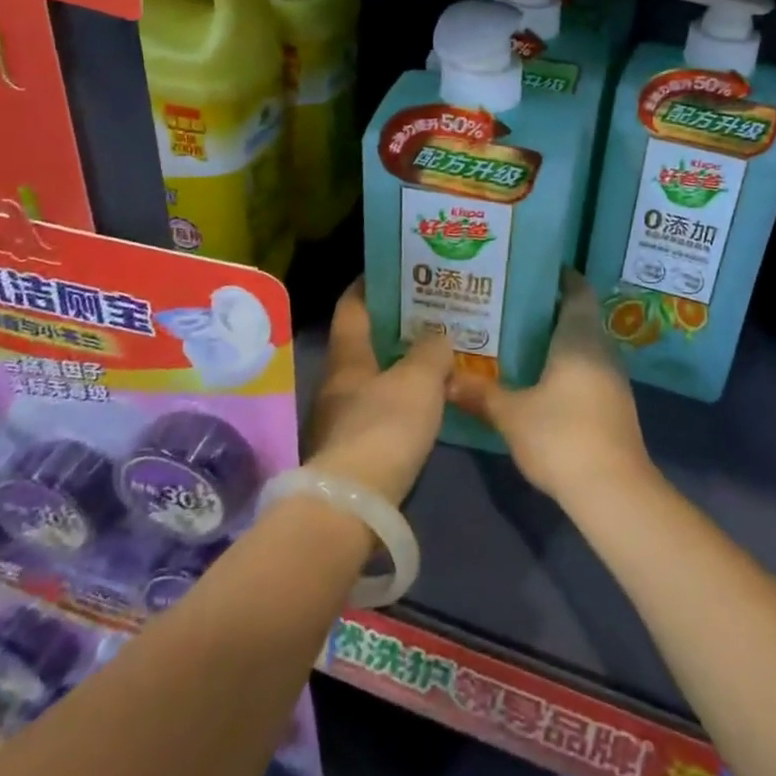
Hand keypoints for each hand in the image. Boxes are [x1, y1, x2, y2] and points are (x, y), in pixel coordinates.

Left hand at [305, 279, 454, 505]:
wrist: (354, 506)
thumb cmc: (384, 427)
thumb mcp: (419, 380)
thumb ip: (431, 351)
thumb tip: (438, 337)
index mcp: (347, 357)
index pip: (353, 306)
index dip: (369, 284)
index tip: (393, 269)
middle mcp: (338, 382)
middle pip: (364, 342)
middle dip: (393, 326)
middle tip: (430, 313)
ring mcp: (341, 418)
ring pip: (373, 377)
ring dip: (399, 364)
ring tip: (434, 354)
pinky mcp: (352, 450)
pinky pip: (380, 409)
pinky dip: (400, 398)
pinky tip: (426, 401)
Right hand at [447, 272, 653, 504]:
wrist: (613, 490)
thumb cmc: (562, 436)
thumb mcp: (512, 414)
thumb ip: (480, 393)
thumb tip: (445, 378)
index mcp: (580, 337)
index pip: (577, 290)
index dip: (561, 277)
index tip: (533, 270)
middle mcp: (601, 349)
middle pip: (580, 316)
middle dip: (551, 309)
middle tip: (512, 305)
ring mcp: (613, 378)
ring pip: (585, 344)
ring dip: (559, 339)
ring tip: (521, 339)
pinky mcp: (615, 404)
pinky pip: (589, 369)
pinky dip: (567, 364)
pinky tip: (542, 378)